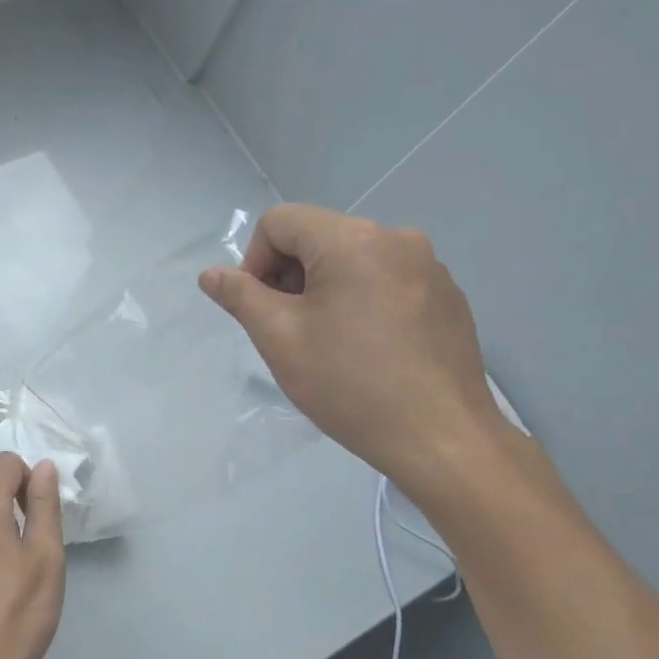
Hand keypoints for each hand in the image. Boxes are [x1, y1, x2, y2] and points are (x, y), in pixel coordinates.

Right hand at [199, 204, 512, 495]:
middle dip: (289, 276)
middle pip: (317, 236)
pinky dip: (361, 301)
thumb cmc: (349, 384)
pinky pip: (386, 280)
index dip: (254, 261)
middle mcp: (396, 238)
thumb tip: (211, 274)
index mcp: (352, 240)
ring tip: (327, 343)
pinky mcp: (447, 296)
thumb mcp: (279, 339)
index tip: (260, 310)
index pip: (280, 222)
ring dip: (324, 289)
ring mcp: (429, 266)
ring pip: (352, 259)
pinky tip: (367, 349)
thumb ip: (240, 297)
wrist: (440, 437)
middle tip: (289, 331)